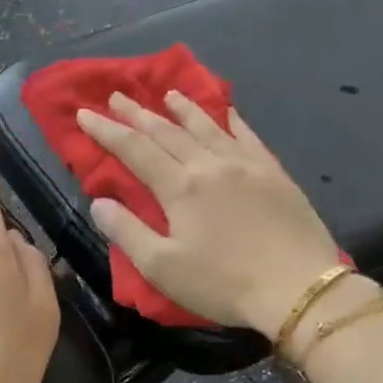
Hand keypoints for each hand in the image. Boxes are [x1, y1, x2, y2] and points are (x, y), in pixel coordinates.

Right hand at [78, 91, 342, 336]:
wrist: (298, 289)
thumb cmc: (223, 283)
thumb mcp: (162, 267)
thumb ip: (126, 231)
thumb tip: (99, 202)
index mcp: (180, 188)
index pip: (135, 150)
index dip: (107, 131)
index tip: (84, 113)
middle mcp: (211, 165)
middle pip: (168, 132)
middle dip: (138, 114)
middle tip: (117, 96)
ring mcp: (247, 166)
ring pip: (208, 127)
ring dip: (183, 109)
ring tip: (167, 94)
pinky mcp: (275, 174)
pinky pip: (248, 136)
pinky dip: (231, 120)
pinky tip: (226, 111)